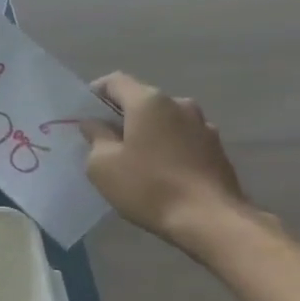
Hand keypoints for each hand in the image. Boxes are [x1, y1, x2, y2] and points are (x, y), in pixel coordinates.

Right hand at [81, 72, 255, 255]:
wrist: (209, 219)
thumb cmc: (148, 187)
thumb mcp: (103, 165)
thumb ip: (95, 137)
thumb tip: (94, 124)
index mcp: (149, 102)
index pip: (115, 81)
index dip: (95, 93)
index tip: (83, 114)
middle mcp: (179, 104)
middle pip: (141, 100)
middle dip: (121, 116)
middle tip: (103, 141)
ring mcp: (202, 125)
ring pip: (164, 120)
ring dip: (146, 132)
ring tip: (133, 159)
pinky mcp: (216, 148)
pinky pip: (181, 139)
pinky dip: (166, 147)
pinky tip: (159, 173)